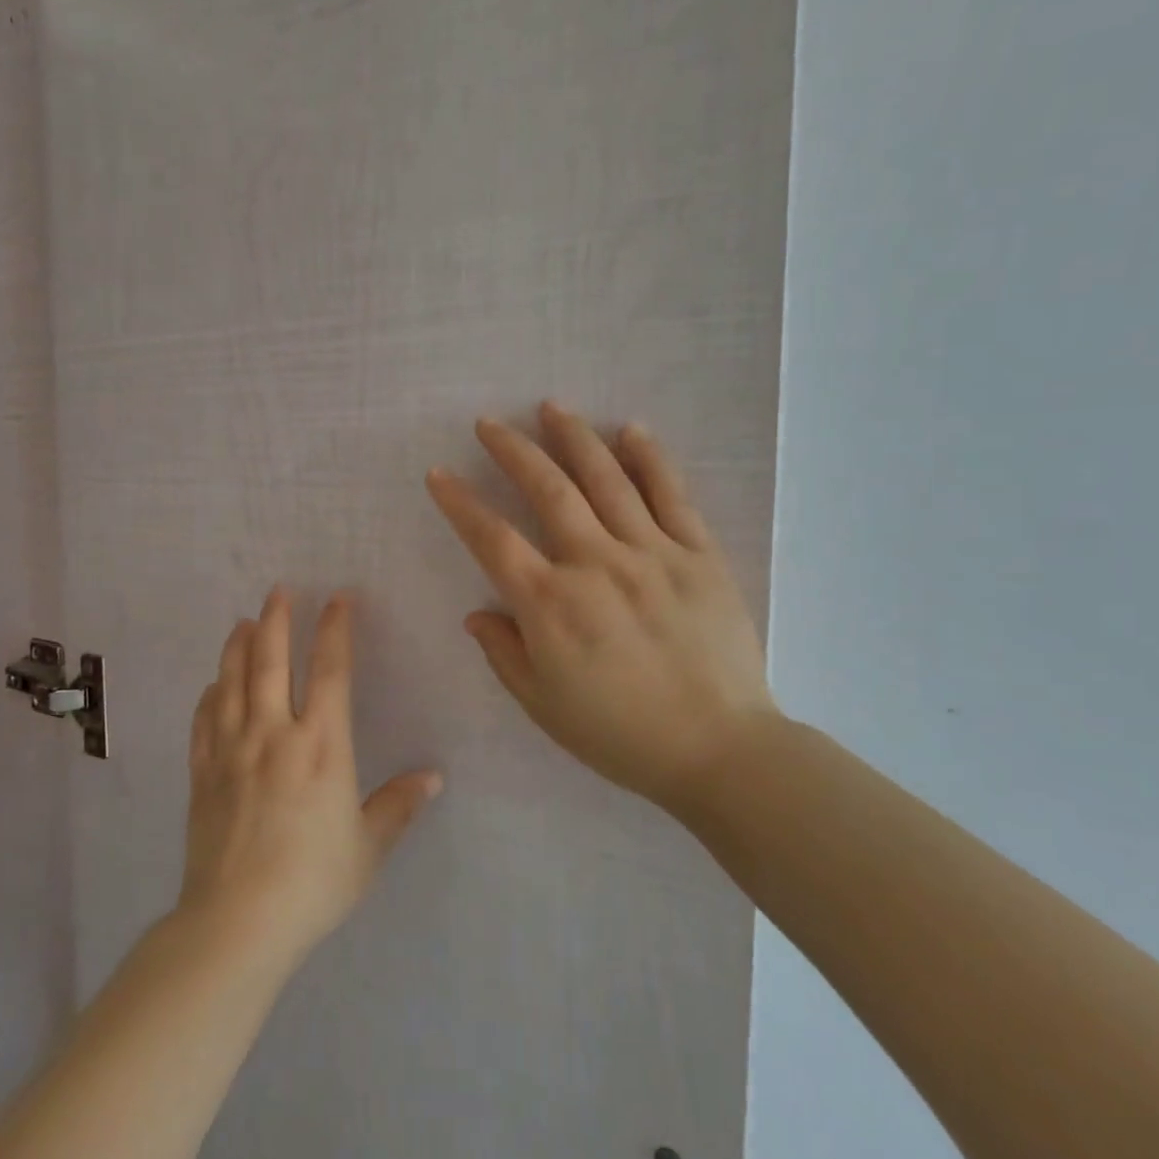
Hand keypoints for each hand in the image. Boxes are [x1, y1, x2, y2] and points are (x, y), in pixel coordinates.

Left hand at [179, 588, 441, 964]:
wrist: (237, 921)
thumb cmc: (312, 882)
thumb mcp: (368, 847)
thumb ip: (398, 806)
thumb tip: (433, 778)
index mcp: (321, 745)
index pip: (330, 671)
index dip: (335, 630)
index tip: (337, 600)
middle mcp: (274, 734)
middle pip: (271, 662)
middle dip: (276, 621)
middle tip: (278, 591)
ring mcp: (231, 750)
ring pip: (232, 682)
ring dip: (237, 647)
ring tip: (242, 622)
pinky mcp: (202, 773)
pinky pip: (203, 721)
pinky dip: (209, 696)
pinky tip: (212, 685)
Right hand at [426, 401, 777, 811]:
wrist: (719, 751)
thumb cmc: (620, 735)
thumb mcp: (543, 706)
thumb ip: (504, 653)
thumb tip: (477, 613)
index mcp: (551, 605)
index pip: (492, 539)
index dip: (460, 503)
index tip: (439, 474)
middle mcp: (596, 565)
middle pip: (548, 490)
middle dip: (513, 450)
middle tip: (488, 423)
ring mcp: (652, 554)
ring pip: (607, 479)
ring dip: (574, 438)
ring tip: (550, 408)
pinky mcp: (699, 556)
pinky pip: (672, 496)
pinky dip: (650, 459)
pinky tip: (631, 430)